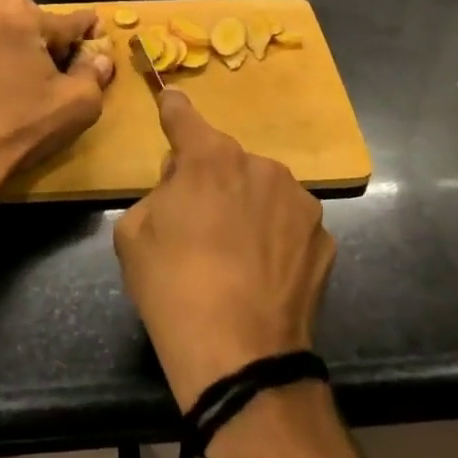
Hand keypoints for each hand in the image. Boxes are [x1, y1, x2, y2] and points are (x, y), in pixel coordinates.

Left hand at [0, 0, 114, 200]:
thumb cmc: (21, 126)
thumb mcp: (77, 104)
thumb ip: (94, 73)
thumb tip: (101, 58)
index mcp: (25, 18)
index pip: (70, 19)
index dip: (90, 31)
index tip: (98, 43)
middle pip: (29, 7)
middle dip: (44, 25)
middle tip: (53, 58)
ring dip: (10, 26)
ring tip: (20, 56)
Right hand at [114, 90, 334, 411]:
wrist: (240, 358)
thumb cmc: (173, 288)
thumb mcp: (133, 234)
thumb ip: (157, 193)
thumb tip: (180, 186)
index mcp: (210, 158)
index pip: (184, 116)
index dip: (172, 109)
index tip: (170, 99)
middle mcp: (261, 166)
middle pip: (225, 160)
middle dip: (209, 178)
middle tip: (196, 223)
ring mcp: (299, 201)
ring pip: (261, 190)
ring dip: (246, 206)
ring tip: (234, 256)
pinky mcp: (324, 238)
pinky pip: (288, 224)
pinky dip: (275, 238)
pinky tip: (263, 274)